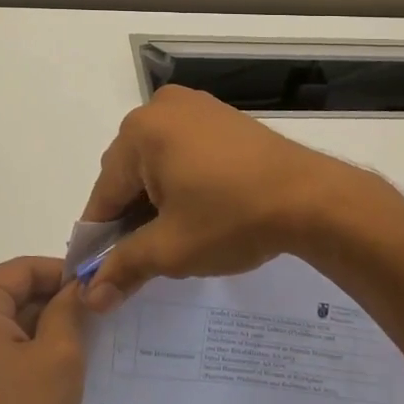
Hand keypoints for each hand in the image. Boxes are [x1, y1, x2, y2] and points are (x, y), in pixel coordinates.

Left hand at [0, 257, 86, 403]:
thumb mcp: (59, 357)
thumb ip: (70, 309)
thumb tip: (79, 286)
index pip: (24, 270)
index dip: (65, 275)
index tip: (99, 290)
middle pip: (13, 295)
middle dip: (55, 306)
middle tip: (99, 320)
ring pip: (7, 325)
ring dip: (43, 333)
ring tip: (86, 347)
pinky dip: (26, 355)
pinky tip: (57, 376)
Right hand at [80, 85, 370, 311]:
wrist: (311, 198)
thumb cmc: (232, 218)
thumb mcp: (172, 249)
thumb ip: (125, 267)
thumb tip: (91, 297)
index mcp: (139, 132)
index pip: (104, 193)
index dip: (100, 238)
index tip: (100, 274)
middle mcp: (160, 108)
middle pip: (128, 172)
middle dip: (131, 215)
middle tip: (147, 256)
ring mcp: (194, 105)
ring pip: (155, 160)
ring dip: (156, 196)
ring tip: (175, 234)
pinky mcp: (220, 114)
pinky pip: (182, 147)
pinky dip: (181, 177)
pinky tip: (198, 206)